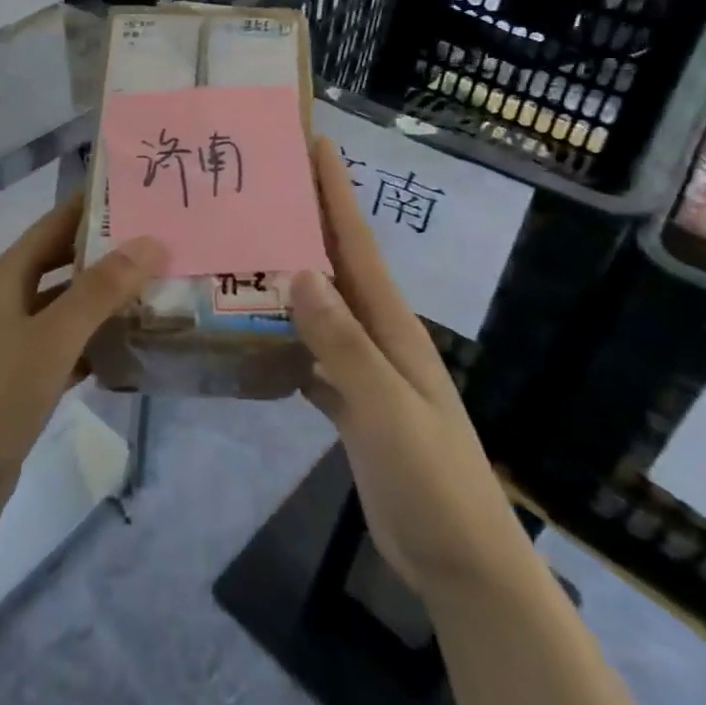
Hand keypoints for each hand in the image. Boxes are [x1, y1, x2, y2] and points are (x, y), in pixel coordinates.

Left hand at [0, 194, 166, 546]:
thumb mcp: (52, 337)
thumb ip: (101, 290)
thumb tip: (150, 242)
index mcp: (4, 277)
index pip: (54, 224)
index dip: (92, 206)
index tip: (141, 193)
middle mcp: (5, 301)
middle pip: (61, 263)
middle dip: (107, 253)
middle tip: (162, 242)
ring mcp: (10, 344)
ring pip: (65, 309)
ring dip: (104, 301)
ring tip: (158, 290)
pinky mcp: (18, 382)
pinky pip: (64, 349)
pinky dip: (93, 345)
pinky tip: (129, 349)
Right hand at [292, 142, 529, 595]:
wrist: (461, 562)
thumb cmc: (431, 480)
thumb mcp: (387, 409)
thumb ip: (343, 343)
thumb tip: (299, 271)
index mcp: (391, 325)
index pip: (357, 243)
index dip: (336, 192)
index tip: (313, 142)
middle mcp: (376, 335)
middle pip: (335, 263)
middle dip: (307, 217)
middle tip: (262, 181)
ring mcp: (363, 369)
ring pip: (319, 305)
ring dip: (288, 270)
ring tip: (244, 241)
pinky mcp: (349, 401)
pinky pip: (309, 351)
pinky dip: (282, 332)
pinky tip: (250, 325)